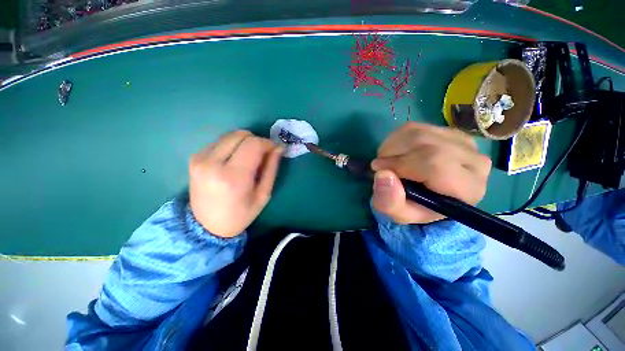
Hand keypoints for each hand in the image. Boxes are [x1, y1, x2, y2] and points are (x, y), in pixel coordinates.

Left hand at [189, 130, 282, 237]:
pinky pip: (219, 141)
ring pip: (230, 135)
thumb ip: (271, 168)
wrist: (207, 226)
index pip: (253, 144)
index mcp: (233, 177)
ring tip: (248, 158)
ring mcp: (200, 159)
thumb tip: (279, 148)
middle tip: (262, 155)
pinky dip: (232, 146)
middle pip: (241, 135)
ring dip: (244, 143)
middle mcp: (213, 163)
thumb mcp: (263, 195)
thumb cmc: (241, 214)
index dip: (267, 143)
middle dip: (256, 141)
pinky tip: (234, 160)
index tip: (274, 150)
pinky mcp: (195, 158)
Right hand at [370, 123, 490, 223]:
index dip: (400, 164)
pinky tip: (395, 152)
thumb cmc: (417, 207)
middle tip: (381, 166)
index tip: (378, 170)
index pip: (434, 164)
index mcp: (467, 188)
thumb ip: (390, 203)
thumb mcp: (400, 214)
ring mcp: (462, 141)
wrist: (429, 195)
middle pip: (425, 144)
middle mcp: (473, 160)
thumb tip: (383, 175)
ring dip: (392, 146)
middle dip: (393, 154)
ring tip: (387, 161)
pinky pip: (414, 127)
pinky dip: (396, 139)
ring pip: (417, 133)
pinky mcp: (448, 131)